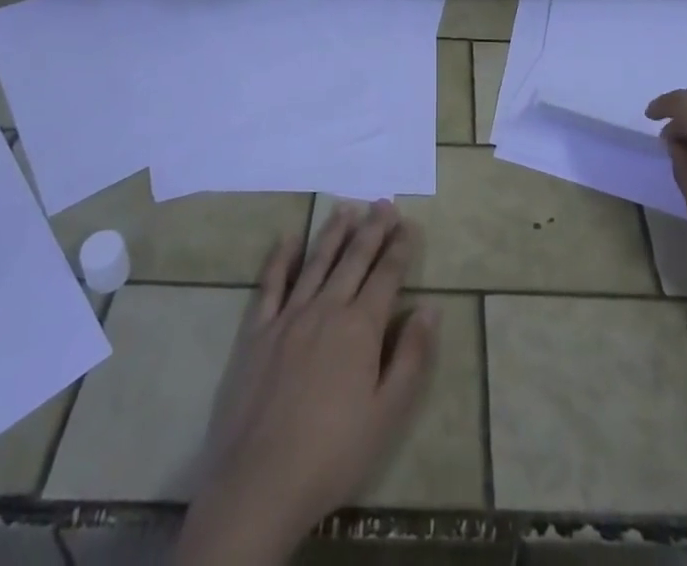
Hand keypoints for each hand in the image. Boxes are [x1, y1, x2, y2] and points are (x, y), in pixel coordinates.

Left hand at [177, 202, 438, 565]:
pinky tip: (288, 239)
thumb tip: (430, 307)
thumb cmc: (332, 455)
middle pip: (354, 259)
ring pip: (316, 262)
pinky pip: (270, 284)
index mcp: (360, 328)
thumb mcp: (387, 415)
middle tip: (384, 203)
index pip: (386, 276)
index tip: (410, 224)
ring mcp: (288, 316)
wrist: (258, 483)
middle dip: (372, 229)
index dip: (400, 248)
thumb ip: (411, 357)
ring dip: (334, 233)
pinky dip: (280, 258)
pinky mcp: (256, 331)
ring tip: (347, 207)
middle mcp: (326, 309)